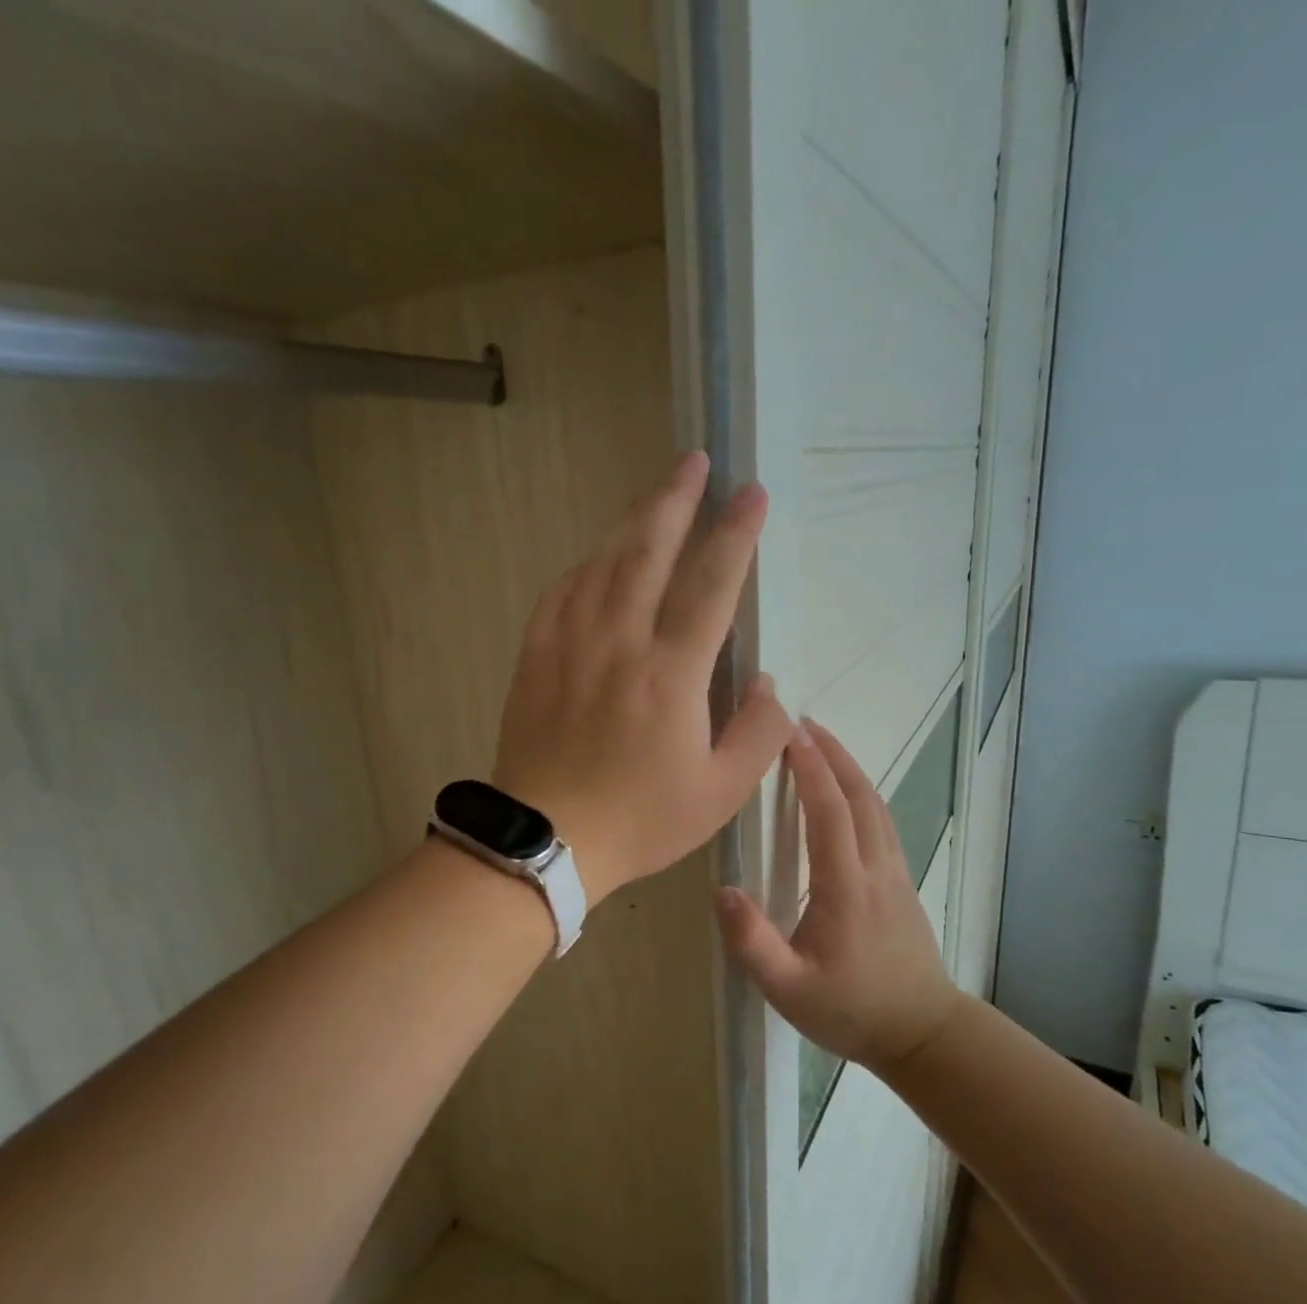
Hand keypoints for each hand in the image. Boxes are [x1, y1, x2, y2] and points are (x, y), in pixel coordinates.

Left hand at [491, 452, 794, 902]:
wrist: (547, 839)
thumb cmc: (640, 819)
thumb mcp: (720, 793)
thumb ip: (758, 735)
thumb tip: (771, 685)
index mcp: (671, 674)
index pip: (711, 584)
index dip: (736, 534)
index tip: (752, 494)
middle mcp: (620, 642)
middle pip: (648, 551)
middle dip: (675, 499)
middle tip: (694, 461)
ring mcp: (570, 644)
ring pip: (602, 563)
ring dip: (632, 522)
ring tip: (655, 496)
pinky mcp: (535, 656)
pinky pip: (561, 592)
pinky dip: (585, 567)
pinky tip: (597, 559)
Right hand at [716, 721, 961, 1072]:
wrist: (922, 1033)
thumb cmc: (850, 1011)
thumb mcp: (788, 990)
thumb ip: (753, 943)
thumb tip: (722, 890)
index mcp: (846, 887)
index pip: (829, 812)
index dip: (810, 768)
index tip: (788, 732)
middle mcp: (875, 868)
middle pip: (859, 795)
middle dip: (831, 754)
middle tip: (801, 723)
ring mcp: (895, 872)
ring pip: (876, 805)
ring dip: (849, 768)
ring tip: (821, 744)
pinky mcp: (901, 881)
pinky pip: (882, 821)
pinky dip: (862, 792)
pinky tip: (847, 791)